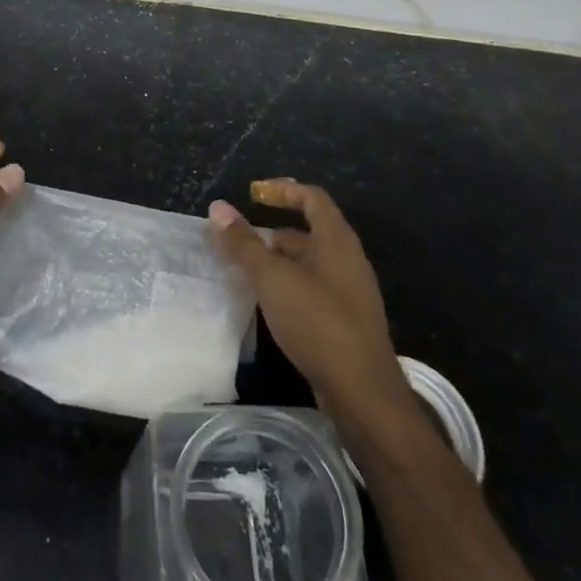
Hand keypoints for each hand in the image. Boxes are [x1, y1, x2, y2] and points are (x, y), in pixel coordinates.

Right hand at [209, 179, 412, 433]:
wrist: (361, 390)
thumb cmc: (317, 321)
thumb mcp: (272, 278)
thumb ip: (244, 243)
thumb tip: (218, 207)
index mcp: (337, 240)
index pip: (312, 197)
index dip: (283, 189)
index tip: (254, 193)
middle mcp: (348, 259)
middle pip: (308, 232)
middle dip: (272, 234)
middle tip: (238, 244)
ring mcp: (349, 291)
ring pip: (308, 263)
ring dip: (278, 263)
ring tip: (245, 274)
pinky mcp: (345, 320)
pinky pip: (312, 289)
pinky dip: (288, 286)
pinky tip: (268, 305)